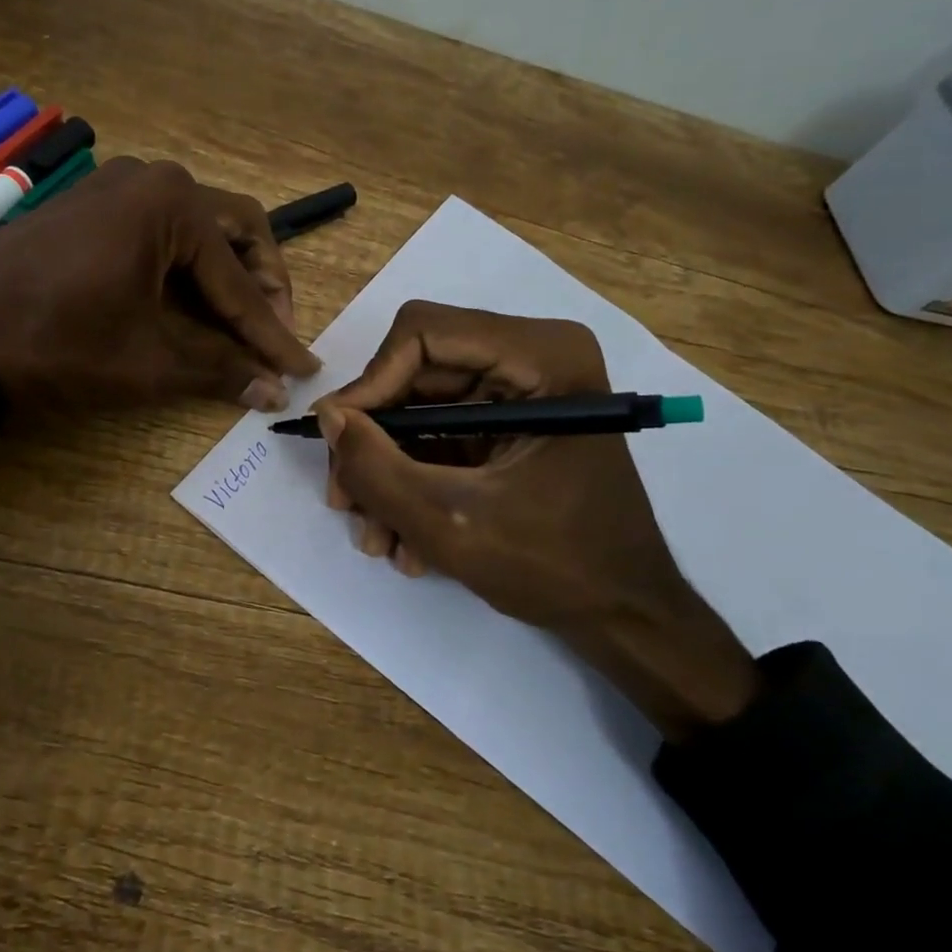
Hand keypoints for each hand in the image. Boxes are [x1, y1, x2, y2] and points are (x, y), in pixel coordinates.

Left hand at [0, 157, 319, 412]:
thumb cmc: (57, 342)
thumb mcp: (147, 361)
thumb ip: (220, 370)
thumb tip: (274, 392)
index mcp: (174, 204)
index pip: (242, 281)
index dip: (274, 332)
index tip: (302, 369)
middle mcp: (153, 180)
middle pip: (235, 232)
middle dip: (261, 285)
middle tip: (272, 335)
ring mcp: (117, 189)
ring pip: (197, 231)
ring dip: (225, 277)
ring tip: (238, 328)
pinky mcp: (91, 209)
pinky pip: (159, 234)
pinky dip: (184, 271)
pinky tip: (188, 308)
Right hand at [315, 302, 757, 740]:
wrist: (625, 617)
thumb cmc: (557, 566)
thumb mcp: (451, 521)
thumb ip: (377, 467)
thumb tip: (326, 414)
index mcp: (541, 356)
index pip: (423, 334)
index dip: (370, 384)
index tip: (339, 442)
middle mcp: (531, 358)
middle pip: (415, 374)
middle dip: (374, 442)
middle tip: (344, 500)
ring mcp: (520, 393)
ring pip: (420, 410)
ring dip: (388, 472)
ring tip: (377, 538)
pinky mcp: (509, 426)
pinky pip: (440, 437)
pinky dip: (415, 482)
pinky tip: (405, 540)